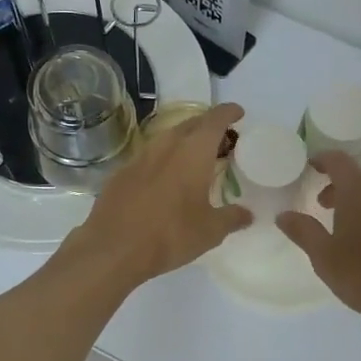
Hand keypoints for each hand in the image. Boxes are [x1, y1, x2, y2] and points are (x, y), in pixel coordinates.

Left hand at [66, 102, 251, 286]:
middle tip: (222, 139)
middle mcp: (166, 145)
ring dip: (184, 141)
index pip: (215, 120)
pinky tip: (166, 178)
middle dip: (208, 126)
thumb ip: (232, 218)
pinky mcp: (122, 172)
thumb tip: (248, 214)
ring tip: (195, 157)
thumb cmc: (170, 235)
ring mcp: (140, 156)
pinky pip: (149, 155)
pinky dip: (164, 158)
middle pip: (191, 123)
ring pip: (168, 137)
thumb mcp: (210, 231)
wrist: (113, 248)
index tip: (238, 113)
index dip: (228, 112)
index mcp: (193, 152)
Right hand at [277, 153, 360, 330]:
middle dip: (340, 188)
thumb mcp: (325, 257)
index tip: (311, 166)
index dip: (322, 161)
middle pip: (359, 178)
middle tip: (324, 207)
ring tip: (349, 229)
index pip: (338, 160)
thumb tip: (283, 215)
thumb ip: (303, 231)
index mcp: (360, 189)